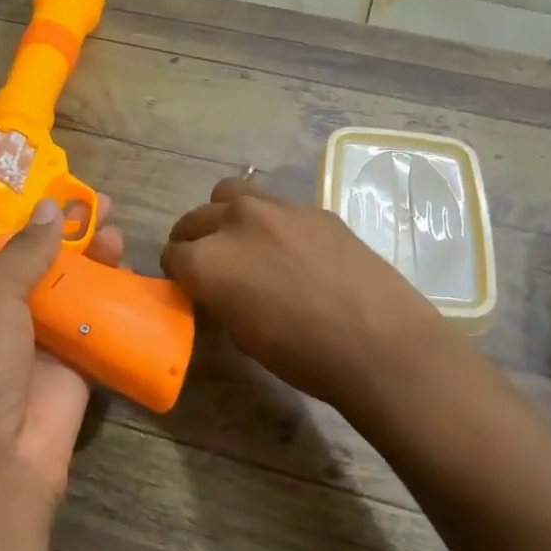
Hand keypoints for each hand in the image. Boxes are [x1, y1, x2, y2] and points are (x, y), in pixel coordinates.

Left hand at [0, 195, 125, 506]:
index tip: (50, 192)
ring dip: (90, 260)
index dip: (18, 219)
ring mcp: (34, 343)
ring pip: (66, 290)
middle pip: (33, 264)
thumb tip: (52, 208)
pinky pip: (93, 323)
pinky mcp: (70, 367)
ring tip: (116, 229)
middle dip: (63, 234)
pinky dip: (110, 298)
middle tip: (96, 204)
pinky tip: (127, 269)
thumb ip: (22, 251)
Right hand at [161, 176, 450, 416]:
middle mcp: (234, 222)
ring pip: (230, 194)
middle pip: (194, 219)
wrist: (379, 342)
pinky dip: (267, 218)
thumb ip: (218, 297)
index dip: (179, 274)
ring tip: (243, 241)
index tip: (192, 287)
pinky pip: (273, 202)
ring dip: (225, 215)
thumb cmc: (303, 356)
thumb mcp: (242, 335)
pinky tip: (289, 246)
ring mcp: (276, 207)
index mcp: (208, 260)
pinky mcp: (312, 207)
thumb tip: (216, 285)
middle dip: (195, 241)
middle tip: (212, 266)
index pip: (172, 255)